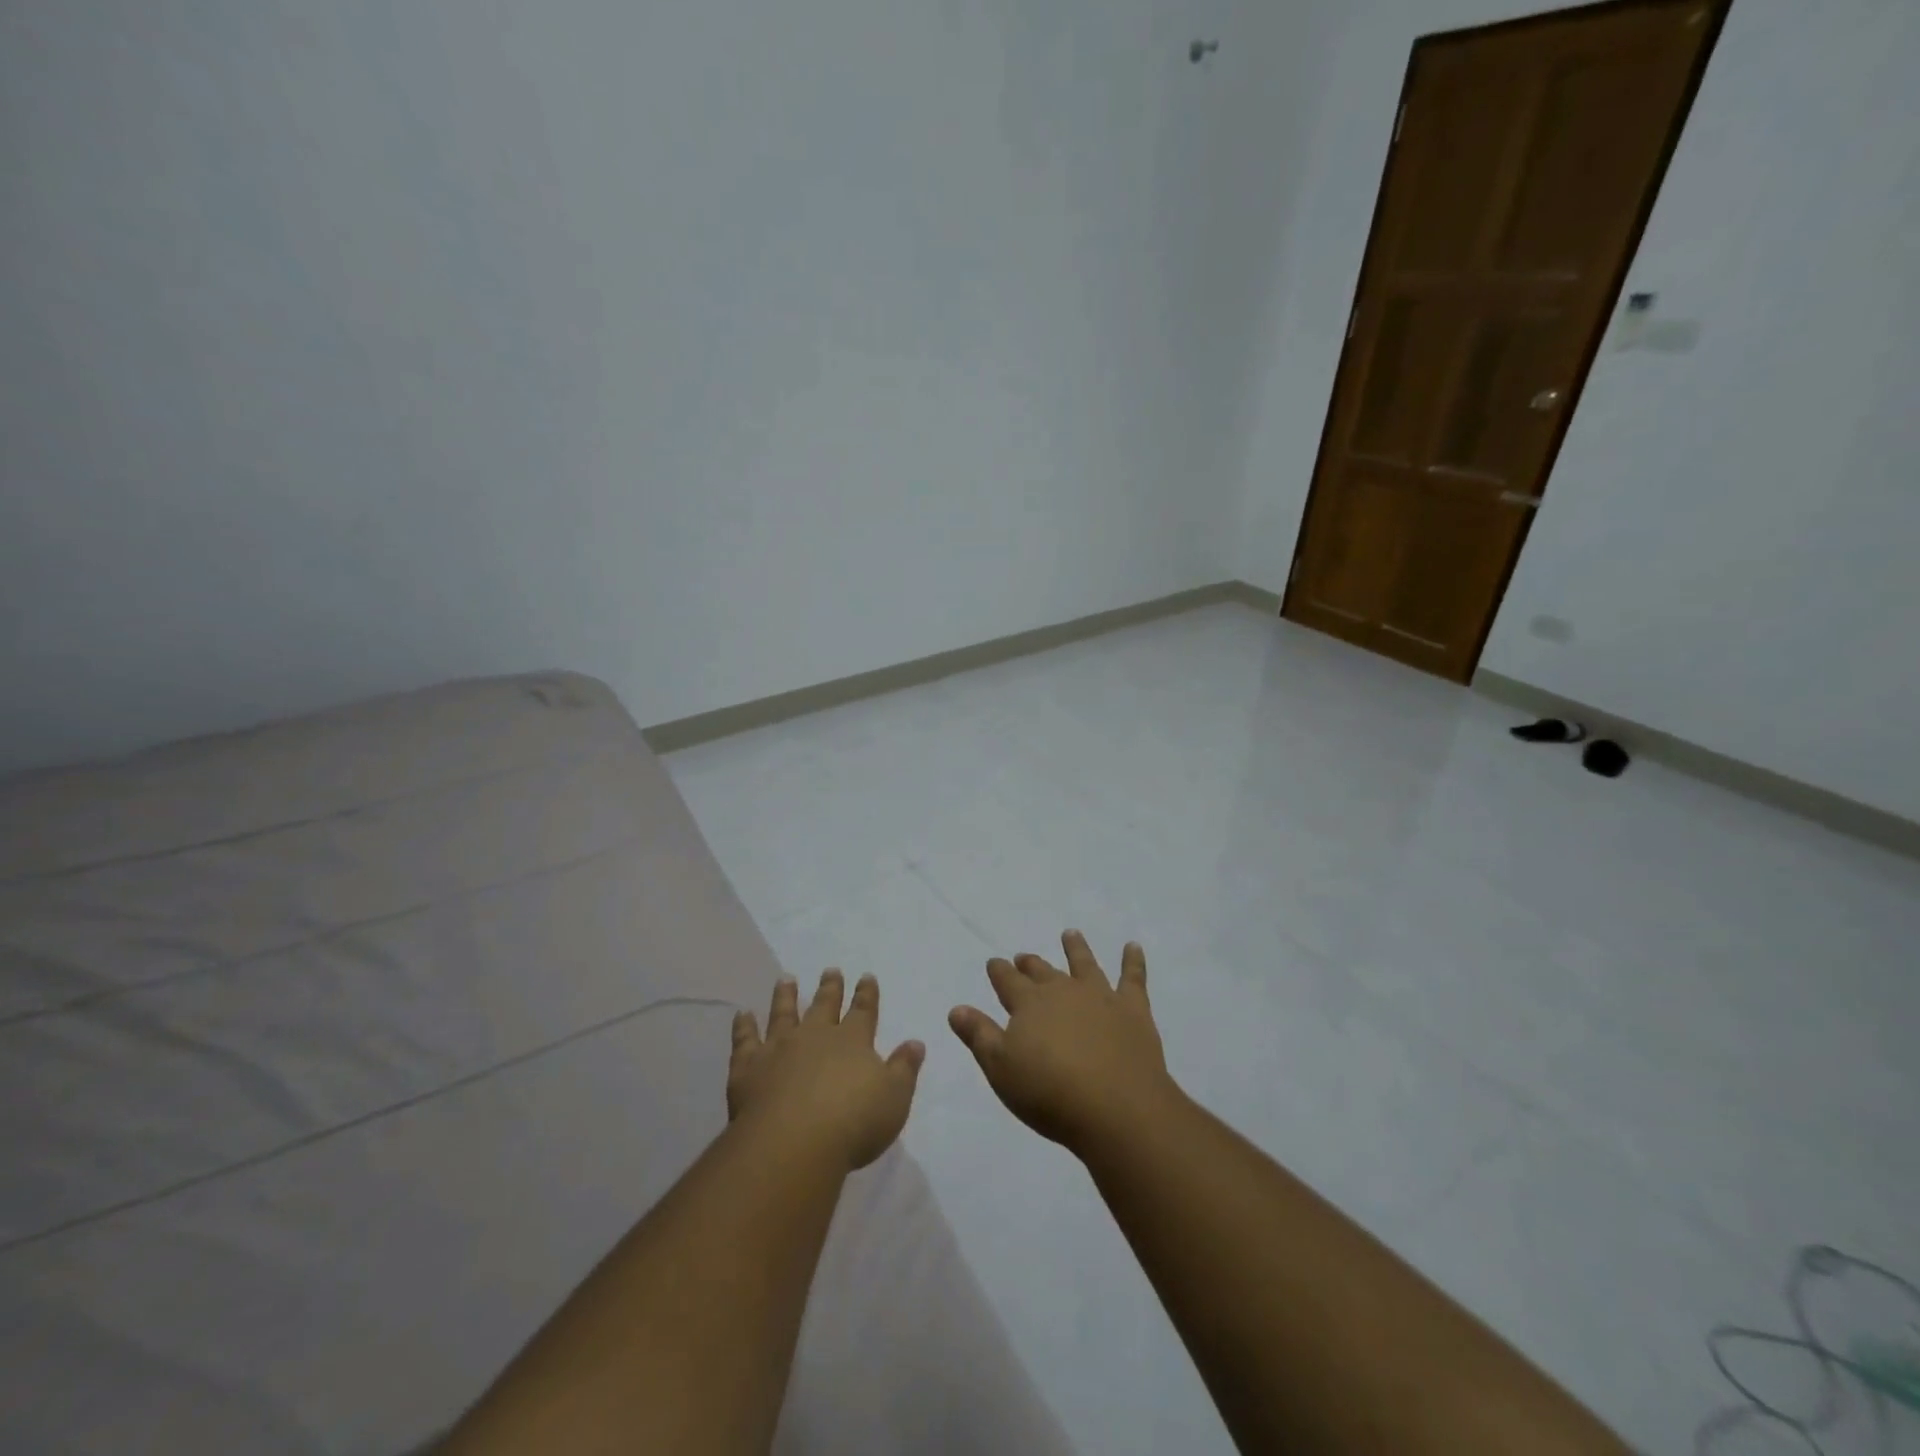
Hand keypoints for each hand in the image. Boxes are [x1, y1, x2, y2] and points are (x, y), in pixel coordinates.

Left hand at [728, 970, 925, 1171]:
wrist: (793, 1144)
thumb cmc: (853, 1124)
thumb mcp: (894, 1099)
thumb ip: (904, 1069)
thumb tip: (915, 1042)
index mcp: (852, 1041)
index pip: (863, 1011)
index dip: (866, 994)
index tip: (866, 976)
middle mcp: (815, 1036)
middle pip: (824, 1005)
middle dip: (830, 987)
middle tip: (830, 970)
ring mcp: (779, 1048)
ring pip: (783, 1014)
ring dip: (785, 995)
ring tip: (785, 978)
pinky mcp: (748, 1067)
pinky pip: (745, 1040)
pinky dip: (743, 1026)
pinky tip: (742, 1014)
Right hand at [948, 931, 1179, 1154]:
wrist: (1116, 1107)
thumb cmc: (1050, 1093)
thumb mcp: (1001, 1069)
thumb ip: (979, 1036)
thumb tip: (957, 1008)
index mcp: (1029, 1004)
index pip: (1008, 981)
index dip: (999, 971)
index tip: (994, 962)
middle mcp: (1063, 991)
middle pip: (1043, 972)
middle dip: (1031, 964)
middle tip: (1024, 956)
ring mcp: (1100, 997)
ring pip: (1084, 964)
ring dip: (1076, 948)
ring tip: (1071, 934)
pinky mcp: (1133, 1009)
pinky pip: (1133, 977)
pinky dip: (1132, 960)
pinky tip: (1133, 946)